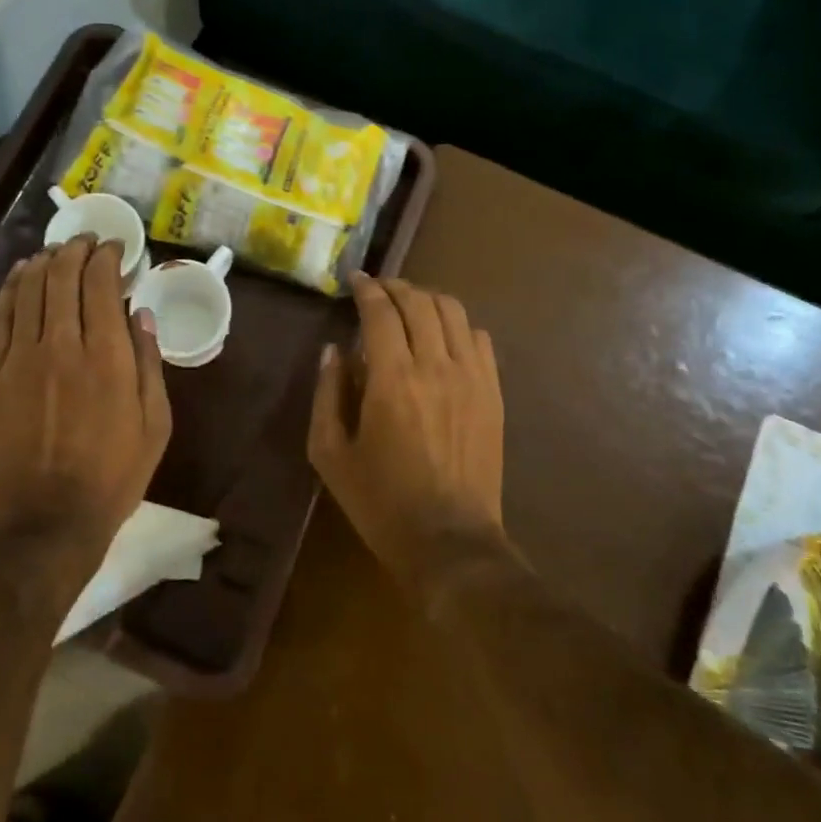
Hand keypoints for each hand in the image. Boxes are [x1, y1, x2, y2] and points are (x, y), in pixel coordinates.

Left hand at [0, 236, 171, 584]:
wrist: (44, 524)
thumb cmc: (112, 477)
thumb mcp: (154, 425)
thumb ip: (149, 364)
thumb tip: (140, 314)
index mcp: (107, 357)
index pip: (101, 284)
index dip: (107, 257)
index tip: (116, 249)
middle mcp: (61, 346)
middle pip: (62, 277)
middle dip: (76, 250)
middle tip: (87, 242)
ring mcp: (18, 360)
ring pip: (27, 289)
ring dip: (43, 262)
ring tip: (56, 252)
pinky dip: (10, 288)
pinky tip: (19, 275)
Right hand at [308, 274, 504, 583]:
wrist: (450, 541)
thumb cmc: (381, 501)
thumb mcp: (330, 454)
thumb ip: (327, 394)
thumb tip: (333, 350)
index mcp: (392, 380)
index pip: (381, 312)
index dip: (367, 289)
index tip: (356, 280)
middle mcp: (436, 366)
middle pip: (420, 303)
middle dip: (396, 287)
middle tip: (379, 289)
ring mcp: (472, 378)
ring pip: (454, 313)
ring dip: (428, 300)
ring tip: (410, 305)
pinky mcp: (493, 394)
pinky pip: (480, 340)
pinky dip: (459, 326)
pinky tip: (444, 337)